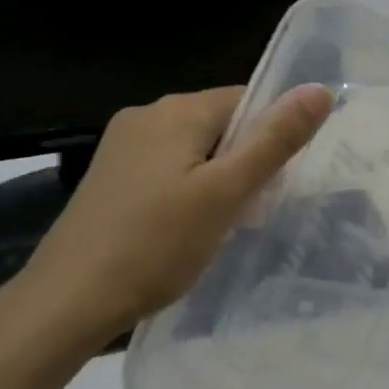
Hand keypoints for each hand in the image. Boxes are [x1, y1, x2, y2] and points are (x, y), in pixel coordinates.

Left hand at [16, 83, 334, 350]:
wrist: (70, 298)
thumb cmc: (156, 245)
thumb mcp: (225, 193)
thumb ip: (274, 141)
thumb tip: (319, 89)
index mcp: (176, 110)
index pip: (245, 101)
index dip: (270, 139)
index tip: (277, 185)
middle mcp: (146, 115)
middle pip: (218, 125)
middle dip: (242, 163)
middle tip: (250, 214)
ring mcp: (121, 146)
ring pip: (191, 150)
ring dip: (215, 181)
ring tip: (220, 228)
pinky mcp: (109, 176)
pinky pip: (164, 169)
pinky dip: (185, 192)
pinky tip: (183, 231)